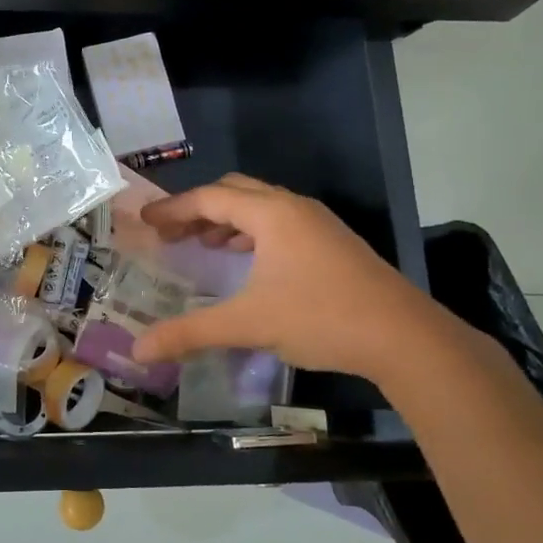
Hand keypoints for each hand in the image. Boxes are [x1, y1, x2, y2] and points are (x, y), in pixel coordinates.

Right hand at [130, 174, 453, 385]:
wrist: (404, 337)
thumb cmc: (320, 317)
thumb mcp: (248, 324)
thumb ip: (190, 332)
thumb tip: (139, 350)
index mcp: (271, 213)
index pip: (208, 198)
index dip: (173, 209)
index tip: (144, 221)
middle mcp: (293, 208)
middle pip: (234, 192)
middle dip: (197, 209)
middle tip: (170, 233)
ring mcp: (318, 224)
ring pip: (260, 206)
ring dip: (226, 219)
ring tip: (202, 244)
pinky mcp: (333, 243)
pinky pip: (279, 223)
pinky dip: (251, 232)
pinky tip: (246, 261)